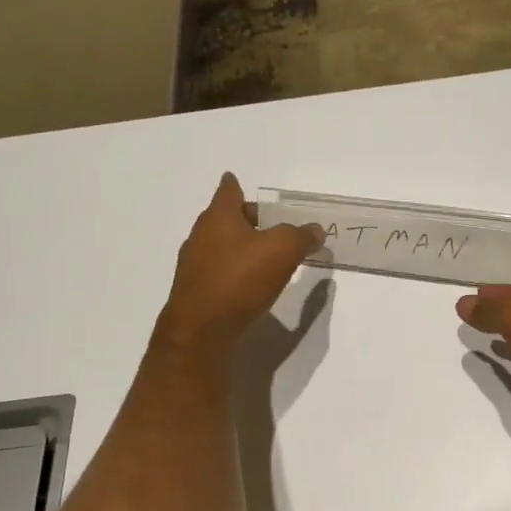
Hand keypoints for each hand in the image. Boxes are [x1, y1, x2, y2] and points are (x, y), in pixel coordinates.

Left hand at [156, 174, 322, 357]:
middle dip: (245, 218)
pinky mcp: (196, 292)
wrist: (201, 331)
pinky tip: (250, 283)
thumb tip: (315, 230)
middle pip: (224, 218)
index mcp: (219, 217)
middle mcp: (201, 236)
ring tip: (265, 254)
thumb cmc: (239, 279)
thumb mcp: (282, 250)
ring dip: (240, 246)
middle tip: (269, 223)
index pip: (228, 191)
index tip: (234, 179)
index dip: (234, 184)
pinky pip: (219, 271)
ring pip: (220, 245)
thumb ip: (301, 236)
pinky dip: (234, 270)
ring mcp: (195, 265)